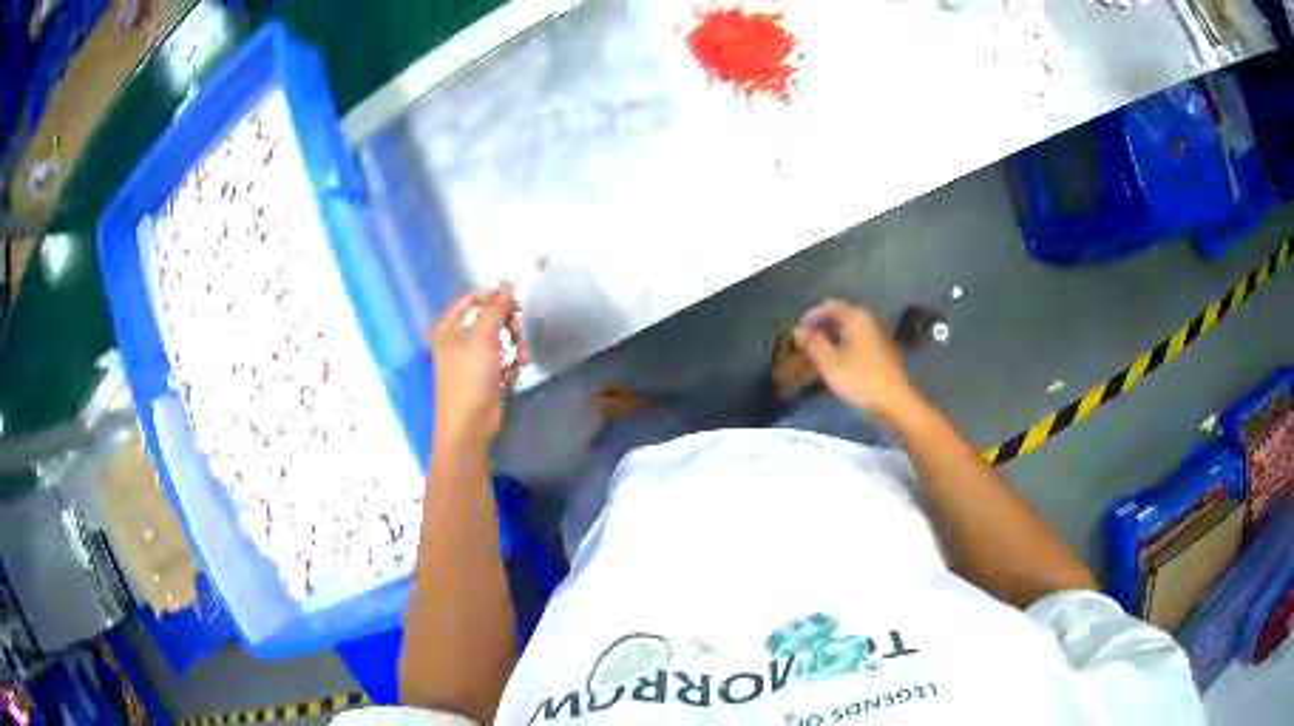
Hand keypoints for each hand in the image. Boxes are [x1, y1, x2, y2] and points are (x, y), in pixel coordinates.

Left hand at [430, 282, 528, 450]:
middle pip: (490, 317)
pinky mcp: (484, 374)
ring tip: (519, 360)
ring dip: (514, 347)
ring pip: (500, 338)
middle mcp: (458, 338)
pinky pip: (502, 359)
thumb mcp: (482, 338)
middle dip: (508, 326)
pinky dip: (510, 364)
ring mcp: (471, 357)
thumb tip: (508, 281)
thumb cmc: (469, 378)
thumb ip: (496, 307)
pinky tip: (510, 375)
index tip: (515, 307)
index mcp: (448, 326)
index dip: (495, 298)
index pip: (473, 298)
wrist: (469, 425)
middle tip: (516, 335)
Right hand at [794, 300, 920, 423]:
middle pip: (840, 315)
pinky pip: (856, 338)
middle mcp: (867, 321)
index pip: (829, 306)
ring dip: (831, 335)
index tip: (798, 330)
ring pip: (848, 328)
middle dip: (821, 325)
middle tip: (806, 341)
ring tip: (817, 351)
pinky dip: (842, 342)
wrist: (894, 400)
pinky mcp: (879, 349)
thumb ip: (813, 344)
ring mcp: (875, 335)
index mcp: (856, 319)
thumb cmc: (861, 380)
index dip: (811, 315)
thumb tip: (798, 330)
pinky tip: (837, 359)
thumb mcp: (830, 364)